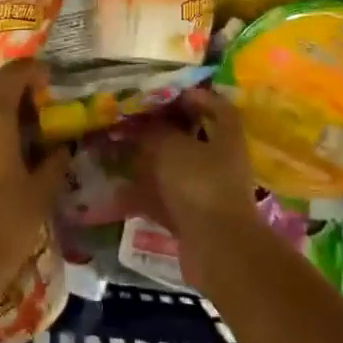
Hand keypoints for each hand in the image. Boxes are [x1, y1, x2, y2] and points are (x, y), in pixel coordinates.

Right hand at [136, 89, 265, 290]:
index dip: (195, 97)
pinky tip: (116, 193)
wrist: (217, 249)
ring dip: (147, 164)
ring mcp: (206, 192)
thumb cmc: (200, 185)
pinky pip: (163, 200)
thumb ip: (155, 131)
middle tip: (131, 123)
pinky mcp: (191, 218)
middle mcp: (220, 161)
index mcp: (226, 136)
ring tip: (116, 154)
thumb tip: (141, 122)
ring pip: (174, 171)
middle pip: (191, 139)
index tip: (165, 93)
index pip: (217, 106)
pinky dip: (142, 196)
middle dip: (161, 131)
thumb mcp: (172, 148)